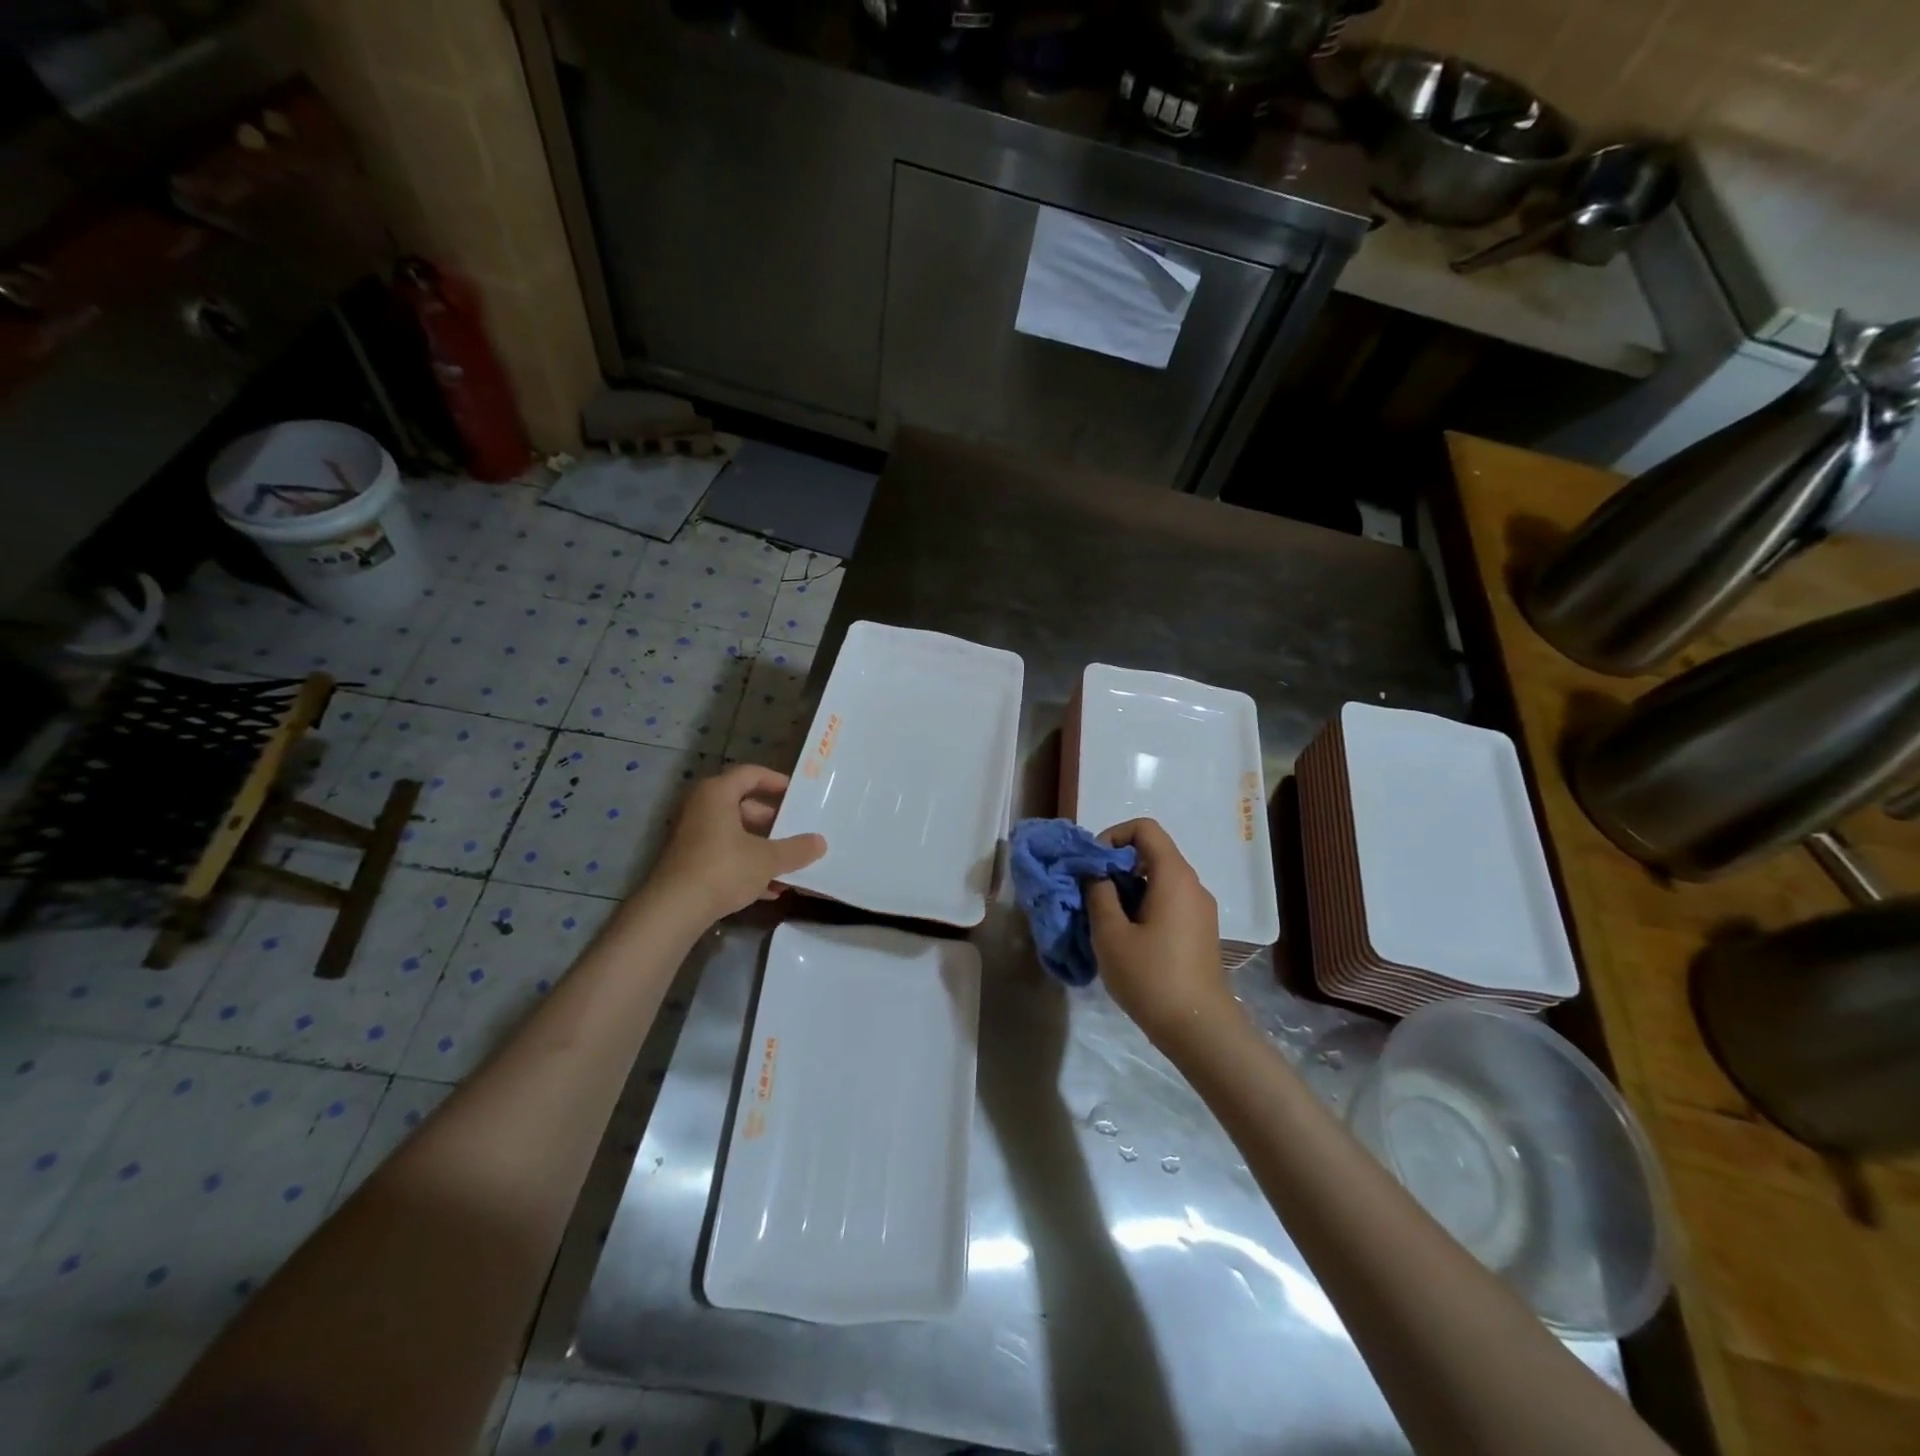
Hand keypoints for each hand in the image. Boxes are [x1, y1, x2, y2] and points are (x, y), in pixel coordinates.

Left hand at [648, 765, 826, 923]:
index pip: (751, 774)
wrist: (673, 910)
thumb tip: (820, 842)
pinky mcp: (690, 862)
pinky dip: (747, 865)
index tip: (799, 795)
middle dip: (774, 821)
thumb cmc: (723, 869)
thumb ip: (796, 849)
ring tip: (790, 864)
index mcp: (717, 794)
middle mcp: (702, 808)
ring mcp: (693, 836)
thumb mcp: (767, 859)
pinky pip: (725, 855)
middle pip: (744, 806)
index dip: (777, 781)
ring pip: (736, 834)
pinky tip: (771, 889)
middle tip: (798, 832)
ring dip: (763, 848)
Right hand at [1087, 819, 1234, 1050]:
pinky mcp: (1199, 931)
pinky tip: (1125, 939)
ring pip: (1157, 880)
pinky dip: (1142, 906)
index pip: (1144, 829)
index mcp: (1173, 876)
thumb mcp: (1110, 934)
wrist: (1199, 1029)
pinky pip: (1167, 902)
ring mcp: (1199, 910)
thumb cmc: (1151, 977)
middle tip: (1090, 894)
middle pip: (1151, 853)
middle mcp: (1192, 885)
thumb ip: (1098, 894)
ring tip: (1103, 920)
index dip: (1113, 836)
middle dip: (1115, 866)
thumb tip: (1096, 873)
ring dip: (1126, 889)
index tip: (1093, 866)